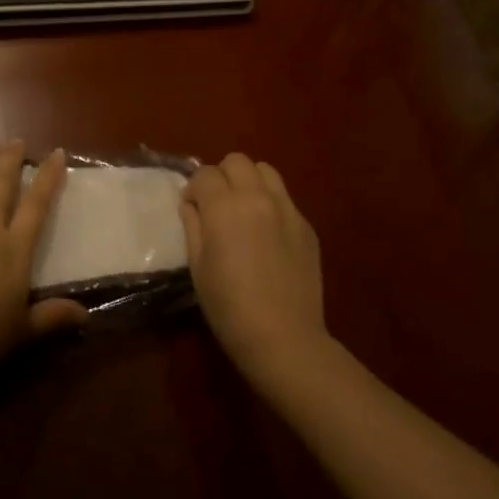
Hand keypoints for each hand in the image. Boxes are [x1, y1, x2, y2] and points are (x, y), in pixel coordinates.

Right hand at [180, 153, 329, 384]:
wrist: (284, 338)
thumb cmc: (229, 307)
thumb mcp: (198, 266)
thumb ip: (193, 226)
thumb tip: (192, 204)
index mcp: (225, 206)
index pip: (204, 174)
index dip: (193, 189)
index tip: (192, 210)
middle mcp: (258, 197)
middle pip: (236, 161)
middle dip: (221, 176)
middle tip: (217, 205)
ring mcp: (287, 209)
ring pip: (265, 170)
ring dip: (249, 181)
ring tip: (244, 210)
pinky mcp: (306, 226)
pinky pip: (285, 198)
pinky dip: (271, 203)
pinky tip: (267, 234)